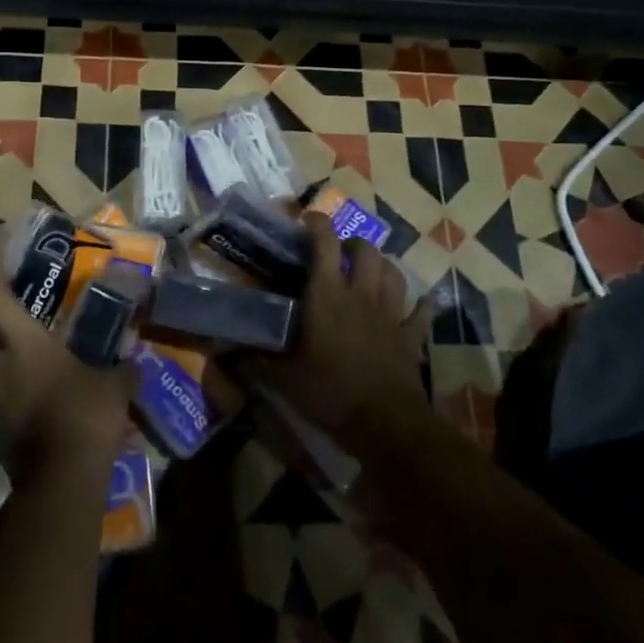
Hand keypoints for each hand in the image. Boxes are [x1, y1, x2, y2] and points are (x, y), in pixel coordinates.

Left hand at [0, 242, 134, 480]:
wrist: (61, 480)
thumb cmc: (85, 416)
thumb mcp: (114, 387)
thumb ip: (123, 371)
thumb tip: (136, 365)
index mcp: (25, 344)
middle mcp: (0, 367)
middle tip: (4, 318)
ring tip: (26, 359)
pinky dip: (9, 392)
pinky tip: (37, 395)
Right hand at [249, 214, 433, 453]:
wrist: (385, 423)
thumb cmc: (329, 392)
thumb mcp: (283, 379)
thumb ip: (254, 362)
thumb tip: (222, 356)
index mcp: (328, 296)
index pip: (324, 243)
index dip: (317, 224)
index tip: (307, 219)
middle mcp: (361, 295)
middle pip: (365, 250)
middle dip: (352, 242)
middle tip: (338, 253)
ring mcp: (391, 314)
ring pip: (393, 272)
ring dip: (381, 265)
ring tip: (368, 272)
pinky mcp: (411, 337)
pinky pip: (421, 312)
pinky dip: (420, 304)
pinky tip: (417, 303)